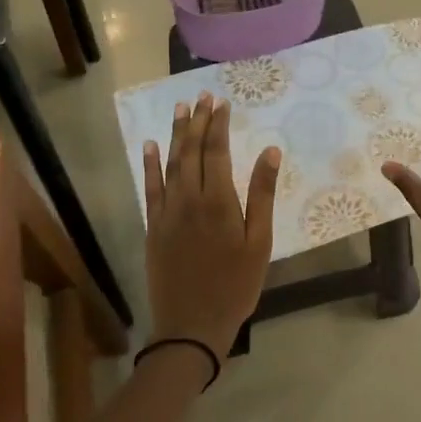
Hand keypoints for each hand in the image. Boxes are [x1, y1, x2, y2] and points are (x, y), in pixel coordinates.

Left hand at [142, 93, 279, 363]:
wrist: (191, 325)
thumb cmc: (235, 286)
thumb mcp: (259, 243)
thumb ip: (262, 195)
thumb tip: (270, 152)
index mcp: (218, 201)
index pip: (217, 151)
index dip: (218, 125)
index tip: (221, 102)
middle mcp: (188, 199)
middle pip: (192, 151)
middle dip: (198, 122)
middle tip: (202, 97)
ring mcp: (166, 212)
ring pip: (170, 164)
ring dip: (176, 135)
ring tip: (180, 109)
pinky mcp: (153, 226)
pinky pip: (150, 188)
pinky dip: (150, 165)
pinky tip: (151, 146)